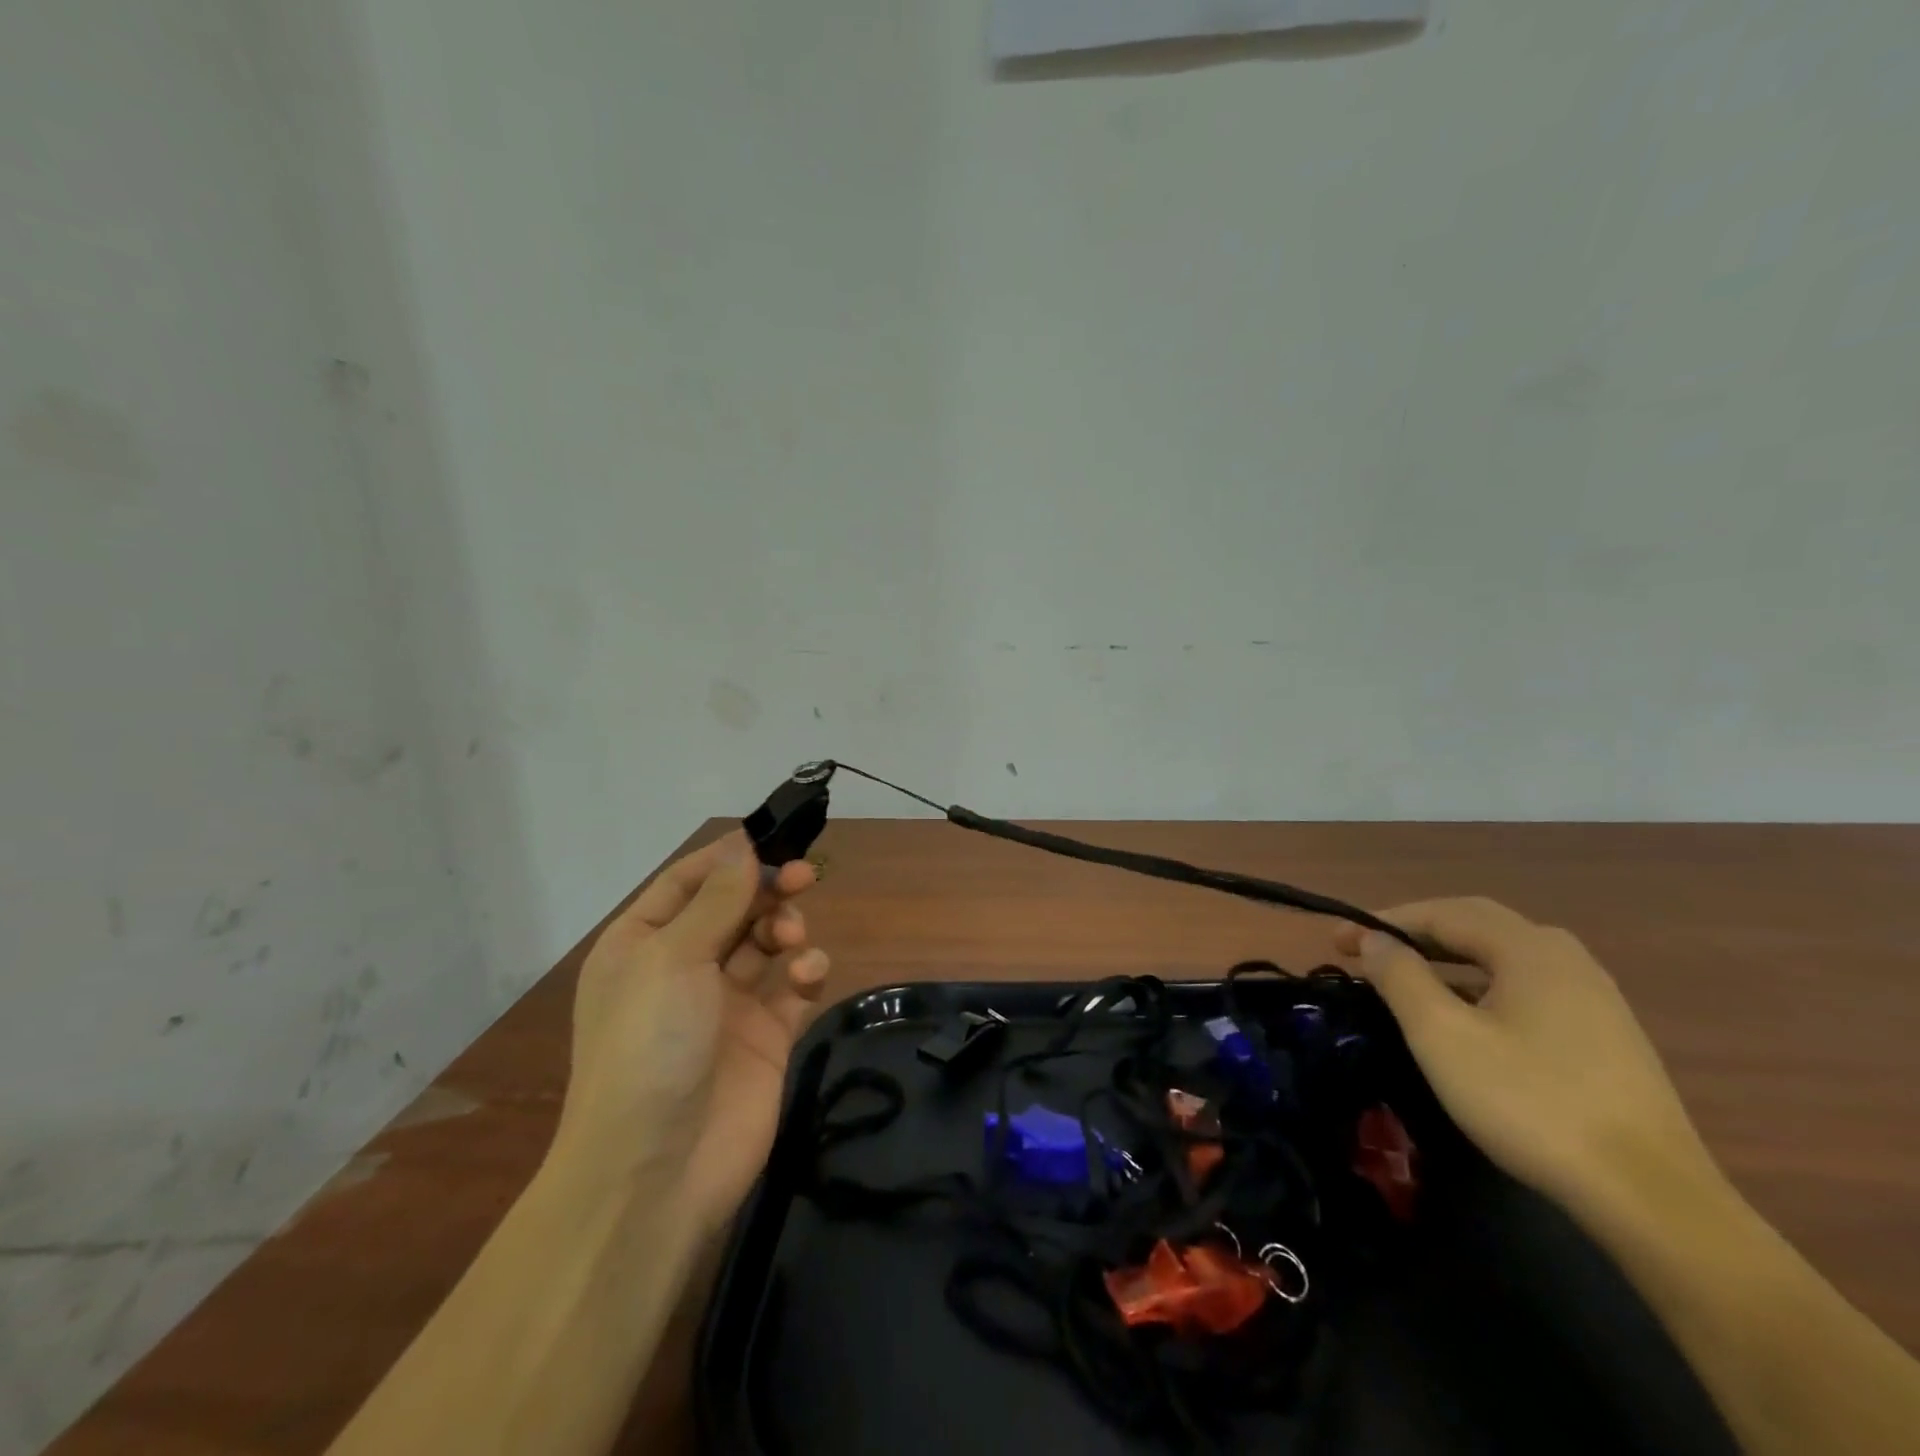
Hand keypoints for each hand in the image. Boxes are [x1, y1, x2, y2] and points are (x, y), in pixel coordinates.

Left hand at [550, 831, 829, 1231]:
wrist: (657, 1171)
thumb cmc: (651, 1045)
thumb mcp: (673, 958)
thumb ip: (718, 899)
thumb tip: (742, 843)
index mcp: (643, 945)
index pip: (687, 882)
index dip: (728, 857)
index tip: (771, 838)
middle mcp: (683, 969)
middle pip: (734, 908)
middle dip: (767, 889)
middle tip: (803, 876)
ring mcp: (726, 1004)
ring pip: (766, 943)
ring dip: (786, 928)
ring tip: (793, 939)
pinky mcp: (765, 1037)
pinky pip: (792, 989)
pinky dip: (805, 973)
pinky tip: (808, 975)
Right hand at [1334, 898, 1718, 1221]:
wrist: (1651, 1199)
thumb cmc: (1531, 1104)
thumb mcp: (1443, 1037)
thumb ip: (1402, 977)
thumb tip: (1375, 939)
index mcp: (1530, 949)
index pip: (1443, 912)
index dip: (1384, 921)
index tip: (1338, 941)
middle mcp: (1567, 959)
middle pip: (1477, 924)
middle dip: (1417, 931)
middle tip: (1369, 949)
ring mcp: (1595, 997)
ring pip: (1505, 955)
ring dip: (1449, 956)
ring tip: (1409, 976)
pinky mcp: (1606, 1034)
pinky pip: (1528, 985)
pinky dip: (1481, 982)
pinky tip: (1467, 1014)